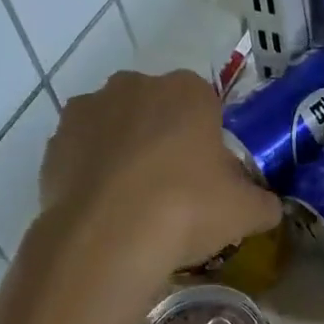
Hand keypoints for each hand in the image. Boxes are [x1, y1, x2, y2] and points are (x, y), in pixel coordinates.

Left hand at [35, 69, 281, 294]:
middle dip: (163, 137)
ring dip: (124, 150)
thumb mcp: (246, 211)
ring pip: (116, 126)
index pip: (204, 103)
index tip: (208, 173)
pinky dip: (91, 171)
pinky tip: (103, 208)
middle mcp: (135, 86)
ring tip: (133, 200)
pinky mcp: (55, 141)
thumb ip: (264, 202)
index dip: (206, 137)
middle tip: (174, 186)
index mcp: (187, 90)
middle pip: (156, 109)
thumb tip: (268, 206)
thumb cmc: (187, 208)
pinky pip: (82, 151)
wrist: (108, 238)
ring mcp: (88, 109)